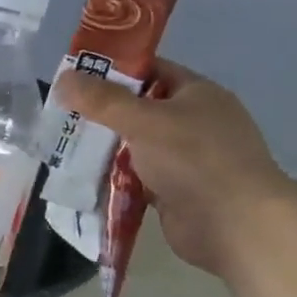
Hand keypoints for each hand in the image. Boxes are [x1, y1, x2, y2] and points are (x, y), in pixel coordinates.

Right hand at [55, 58, 296, 276]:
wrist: (234, 225)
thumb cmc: (194, 159)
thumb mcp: (144, 121)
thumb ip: (102, 100)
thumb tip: (64, 78)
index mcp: (197, 94)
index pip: (152, 71)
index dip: (114, 72)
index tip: (75, 79)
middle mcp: (194, 123)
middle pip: (140, 111)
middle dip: (102, 116)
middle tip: (62, 117)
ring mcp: (187, 161)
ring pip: (137, 149)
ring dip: (106, 151)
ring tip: (63, 150)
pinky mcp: (176, 193)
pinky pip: (138, 181)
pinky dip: (116, 182)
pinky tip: (85, 182)